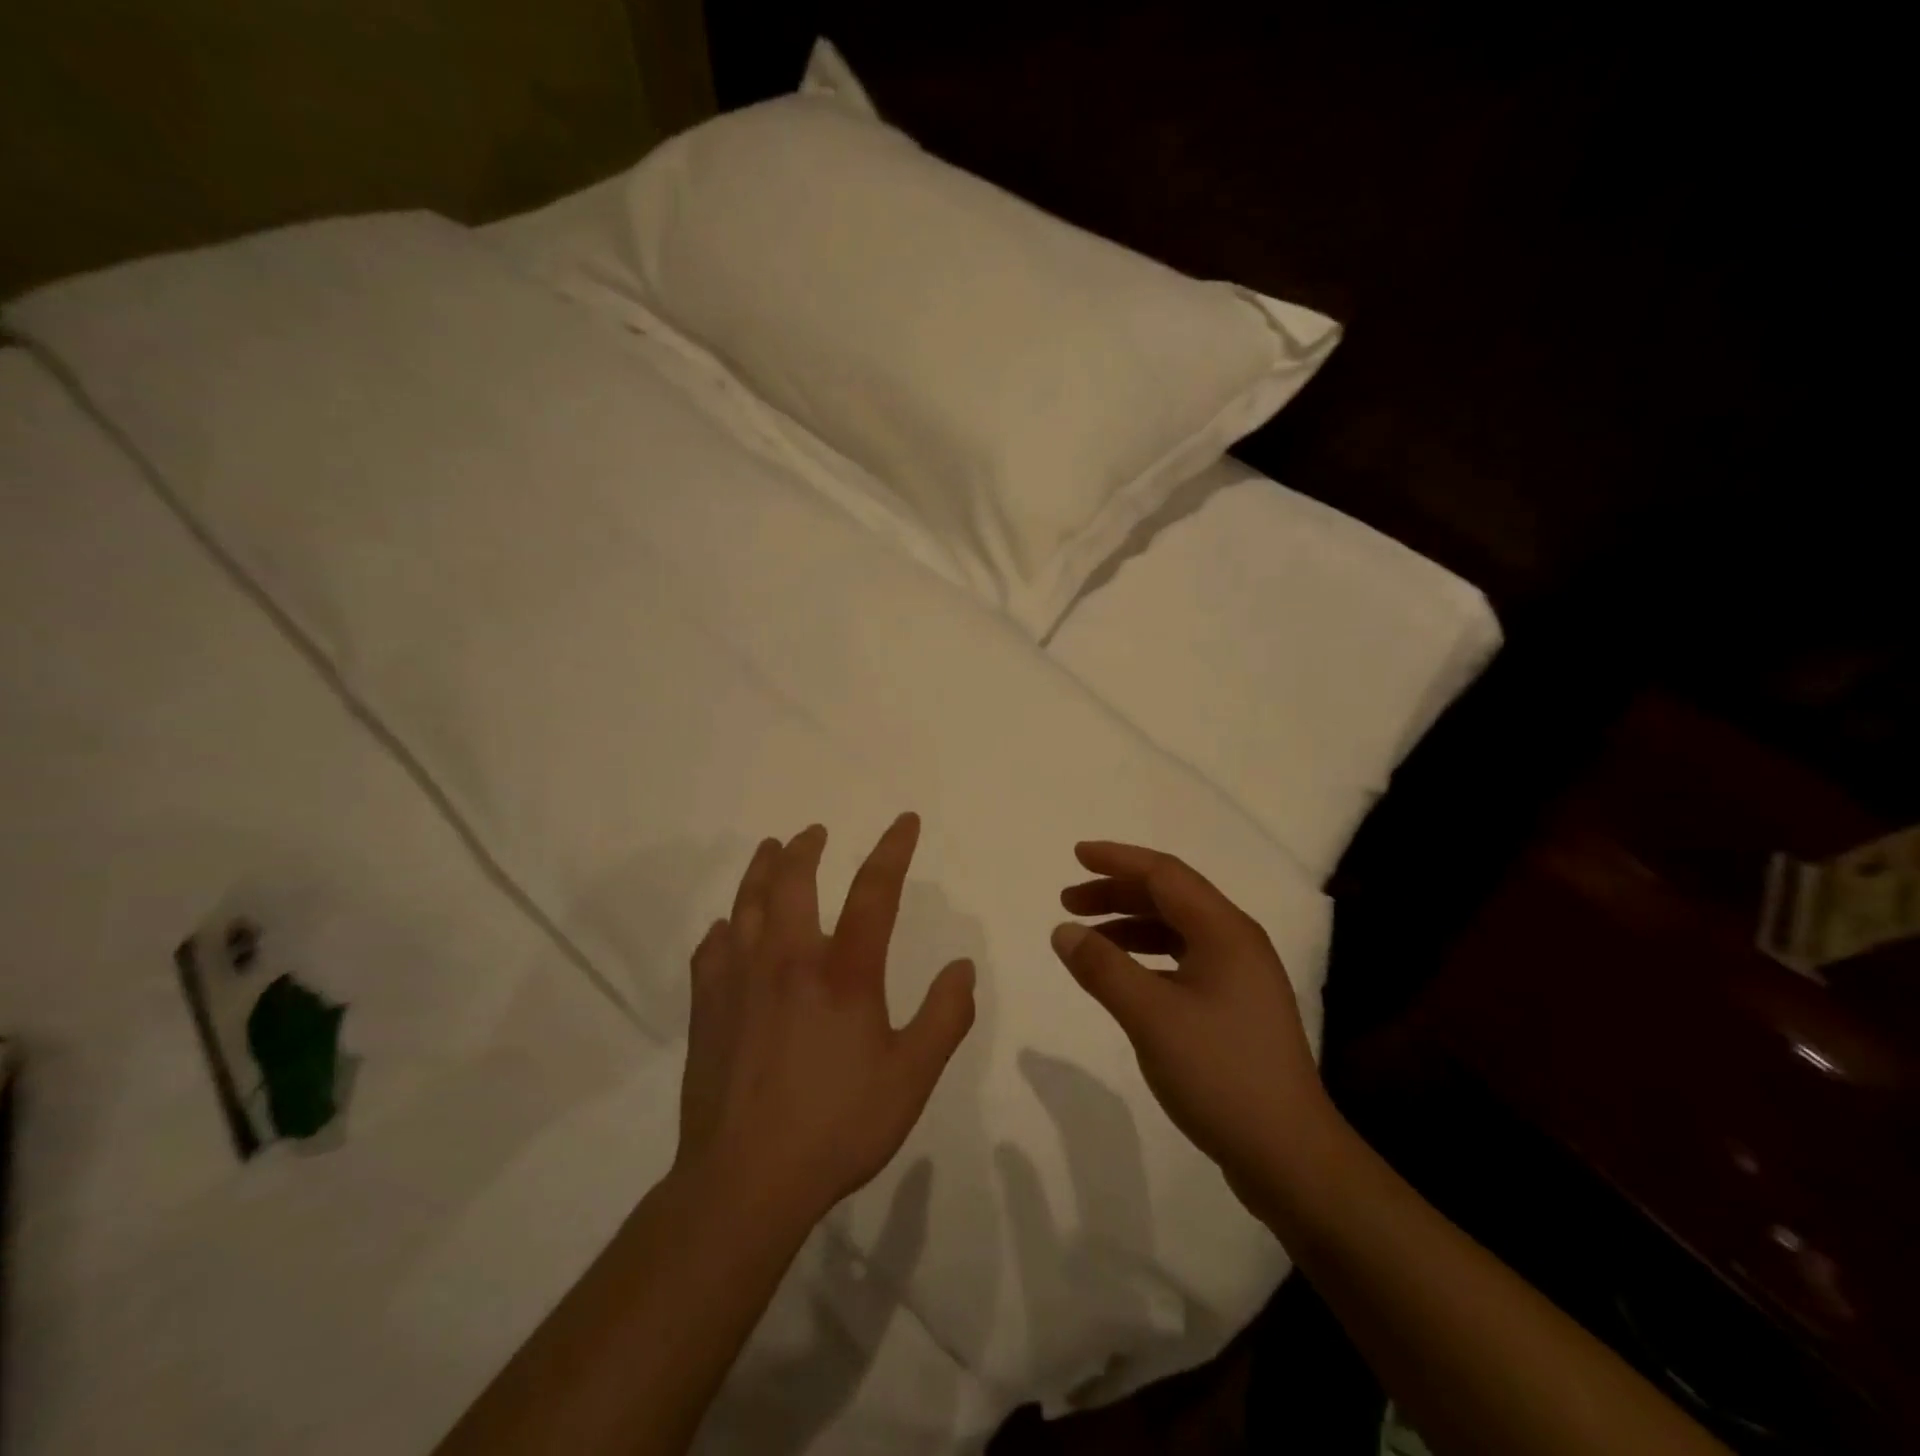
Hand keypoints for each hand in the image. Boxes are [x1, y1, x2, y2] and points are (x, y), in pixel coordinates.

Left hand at [675, 814, 976, 1232]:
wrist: (745, 1181)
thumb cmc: (837, 1126)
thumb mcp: (911, 1077)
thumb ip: (945, 1018)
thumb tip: (962, 967)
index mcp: (844, 972)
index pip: (873, 891)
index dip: (892, 849)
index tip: (903, 821)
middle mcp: (789, 960)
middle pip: (793, 880)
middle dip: (806, 848)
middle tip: (814, 832)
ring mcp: (741, 980)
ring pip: (746, 903)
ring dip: (761, 869)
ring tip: (770, 849)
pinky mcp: (707, 1007)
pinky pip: (711, 949)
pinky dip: (723, 928)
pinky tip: (726, 928)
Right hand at [1051, 841, 1331, 1192]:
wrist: (1289, 1156)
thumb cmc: (1220, 1073)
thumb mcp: (1150, 1017)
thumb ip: (1103, 968)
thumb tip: (1063, 930)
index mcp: (1225, 931)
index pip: (1165, 874)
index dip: (1117, 860)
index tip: (1075, 856)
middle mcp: (1237, 943)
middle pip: (1170, 898)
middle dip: (1117, 893)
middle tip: (1069, 902)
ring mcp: (1241, 977)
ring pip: (1177, 930)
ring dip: (1130, 925)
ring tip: (1087, 939)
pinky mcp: (1237, 1008)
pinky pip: (1184, 961)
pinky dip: (1147, 957)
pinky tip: (1124, 977)